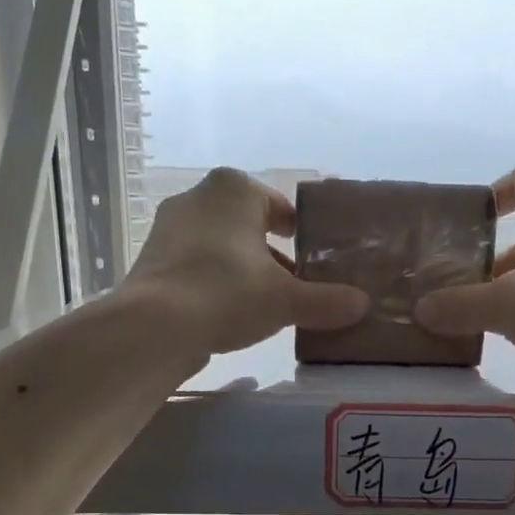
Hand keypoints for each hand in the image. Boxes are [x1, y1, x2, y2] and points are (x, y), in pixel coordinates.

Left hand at [122, 167, 368, 353]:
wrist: (155, 325)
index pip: (279, 206)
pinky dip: (215, 283)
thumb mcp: (286, 300)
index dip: (300, 232)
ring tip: (264, 305)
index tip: (313, 258)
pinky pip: (196, 266)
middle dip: (272, 254)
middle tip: (295, 285)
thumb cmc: (228, 293)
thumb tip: (362, 305)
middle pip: (248, 226)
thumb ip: (326, 301)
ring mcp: (168, 228)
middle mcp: (198, 197)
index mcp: (235, 189)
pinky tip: (228, 313)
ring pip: (220, 246)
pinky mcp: (152, 260)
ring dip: (243, 269)